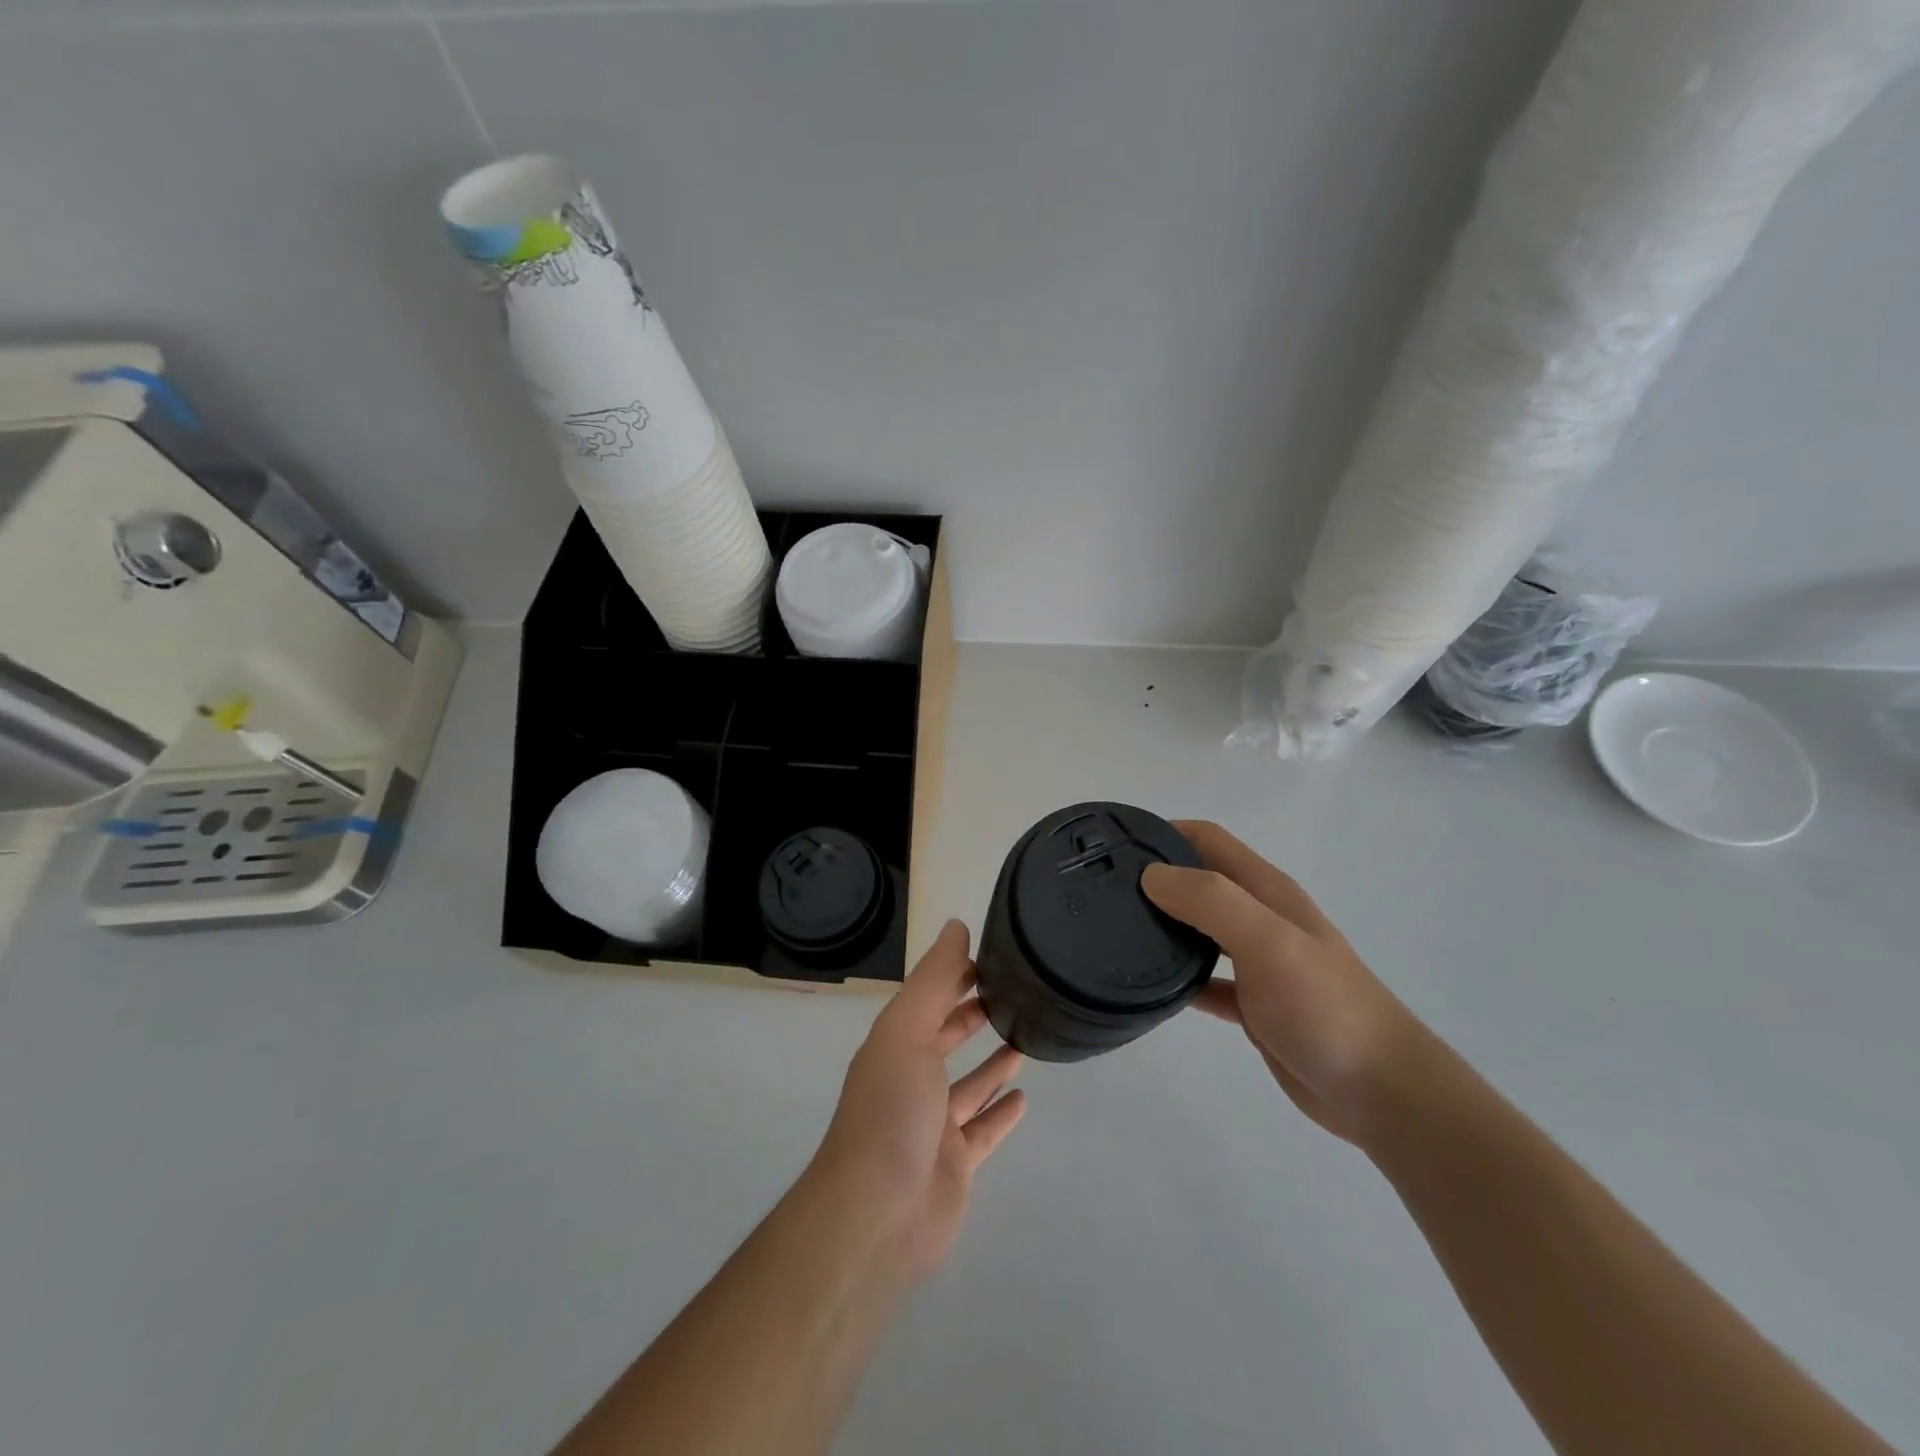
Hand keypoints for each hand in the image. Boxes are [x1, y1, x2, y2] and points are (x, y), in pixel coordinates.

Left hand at [812, 921, 1026, 1279]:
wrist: (877, 1213)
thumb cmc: (891, 1109)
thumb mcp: (908, 1030)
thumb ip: (934, 979)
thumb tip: (956, 926)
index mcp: (896, 1044)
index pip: (930, 997)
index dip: (956, 975)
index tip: (993, 956)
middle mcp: (912, 1079)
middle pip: (947, 1038)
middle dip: (973, 1014)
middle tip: (1016, 994)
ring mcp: (933, 1125)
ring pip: (969, 1085)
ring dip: (993, 1063)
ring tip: (1028, 1038)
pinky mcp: (955, 1164)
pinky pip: (983, 1131)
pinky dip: (1000, 1113)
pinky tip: (1024, 1098)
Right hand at [1142, 821, 1429, 1144]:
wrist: (1380, 1091)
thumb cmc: (1324, 1006)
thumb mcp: (1268, 941)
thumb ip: (1211, 902)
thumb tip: (1151, 876)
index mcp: (1267, 891)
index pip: (1208, 840)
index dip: (1165, 831)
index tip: (1115, 843)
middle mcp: (1261, 918)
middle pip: (1199, 881)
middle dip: (1155, 876)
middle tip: (1103, 889)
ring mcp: (1258, 962)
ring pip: (1199, 930)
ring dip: (1163, 924)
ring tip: (1114, 930)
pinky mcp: (1254, 1005)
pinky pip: (1205, 981)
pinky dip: (1178, 979)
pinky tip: (1149, 989)